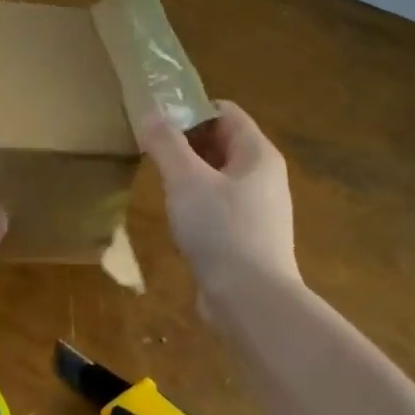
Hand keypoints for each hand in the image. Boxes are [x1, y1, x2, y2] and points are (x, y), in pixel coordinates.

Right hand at [141, 101, 298, 296]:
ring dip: (190, 175)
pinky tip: (177, 219)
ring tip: (159, 182)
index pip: (225, 112)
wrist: (252, 304)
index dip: (191, 110)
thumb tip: (150, 114)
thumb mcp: (186, 180)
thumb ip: (166, 143)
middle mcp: (264, 177)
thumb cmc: (221, 230)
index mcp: (258, 154)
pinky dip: (198, 204)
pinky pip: (220, 207)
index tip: (157, 121)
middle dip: (187, 142)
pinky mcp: (249, 239)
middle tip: (151, 150)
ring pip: (219, 177)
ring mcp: (259, 211)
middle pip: (222, 143)